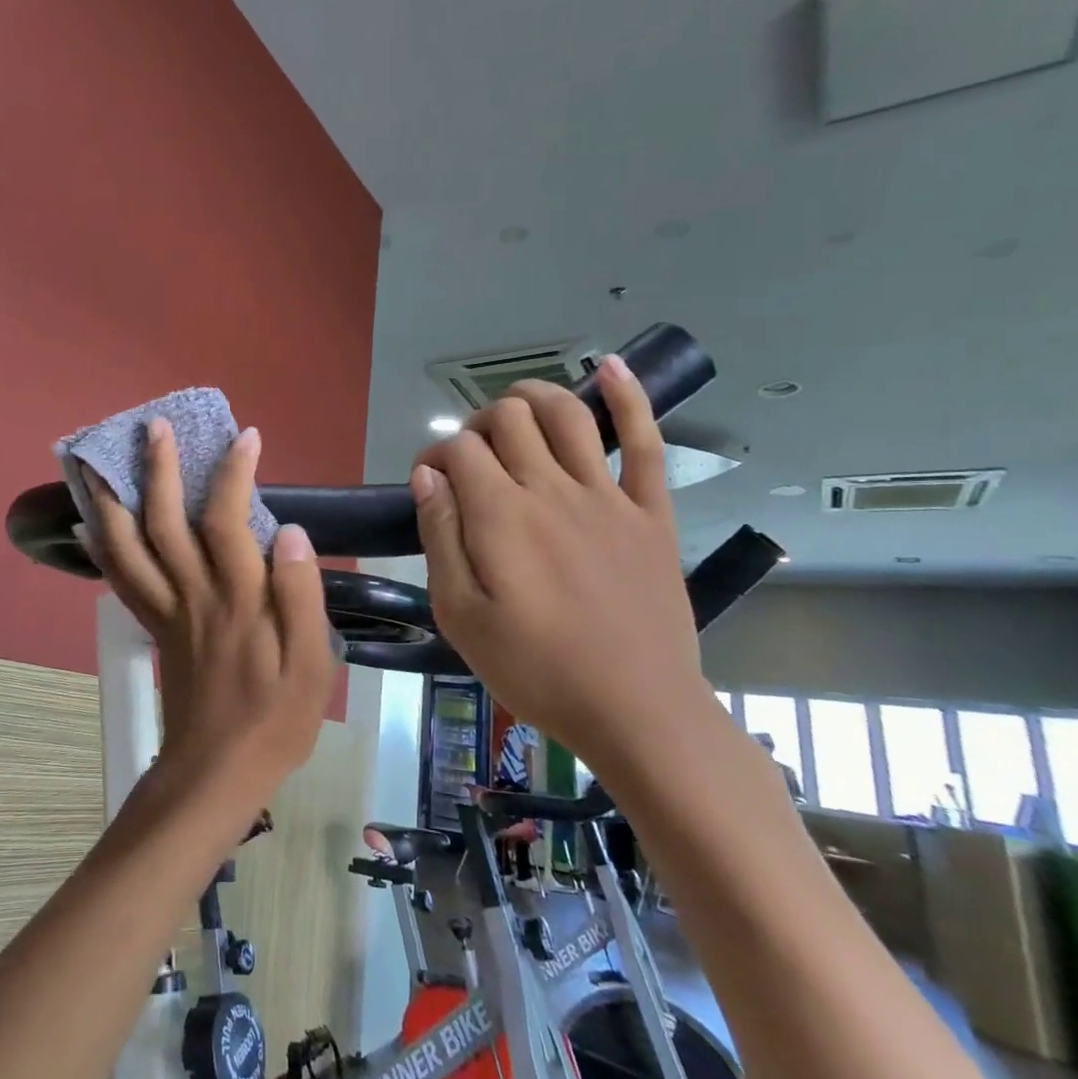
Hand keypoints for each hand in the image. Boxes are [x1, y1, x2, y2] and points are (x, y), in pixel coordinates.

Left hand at [80, 418, 336, 810]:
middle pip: (164, 521)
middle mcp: (193, 594)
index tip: (245, 437)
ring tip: (96, 461)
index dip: (234, 473)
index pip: (227, 520)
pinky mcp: (152, 628)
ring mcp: (165, 610)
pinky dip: (101, 548)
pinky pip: (119, 581)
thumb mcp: (312, 666)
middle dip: (157, 469)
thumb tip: (291, 532)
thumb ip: (302, 596)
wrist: (216, 772)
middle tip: (152, 426)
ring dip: (111, 499)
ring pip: (128, 547)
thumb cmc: (274, 720)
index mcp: (238, 599)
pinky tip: (88, 524)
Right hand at [411, 354, 706, 771]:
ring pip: (568, 414)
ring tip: (514, 406)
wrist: (636, 711)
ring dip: (534, 397)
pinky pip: (645, 443)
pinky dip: (629, 398)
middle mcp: (551, 489)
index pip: (459, 449)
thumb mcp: (460, 614)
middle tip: (471, 459)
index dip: (435, 455)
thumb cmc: (534, 669)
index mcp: (500, 515)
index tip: (429, 485)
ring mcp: (607, 497)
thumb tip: (427, 476)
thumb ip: (440, 537)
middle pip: (509, 419)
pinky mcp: (650, 514)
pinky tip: (610, 367)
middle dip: (478, 423)